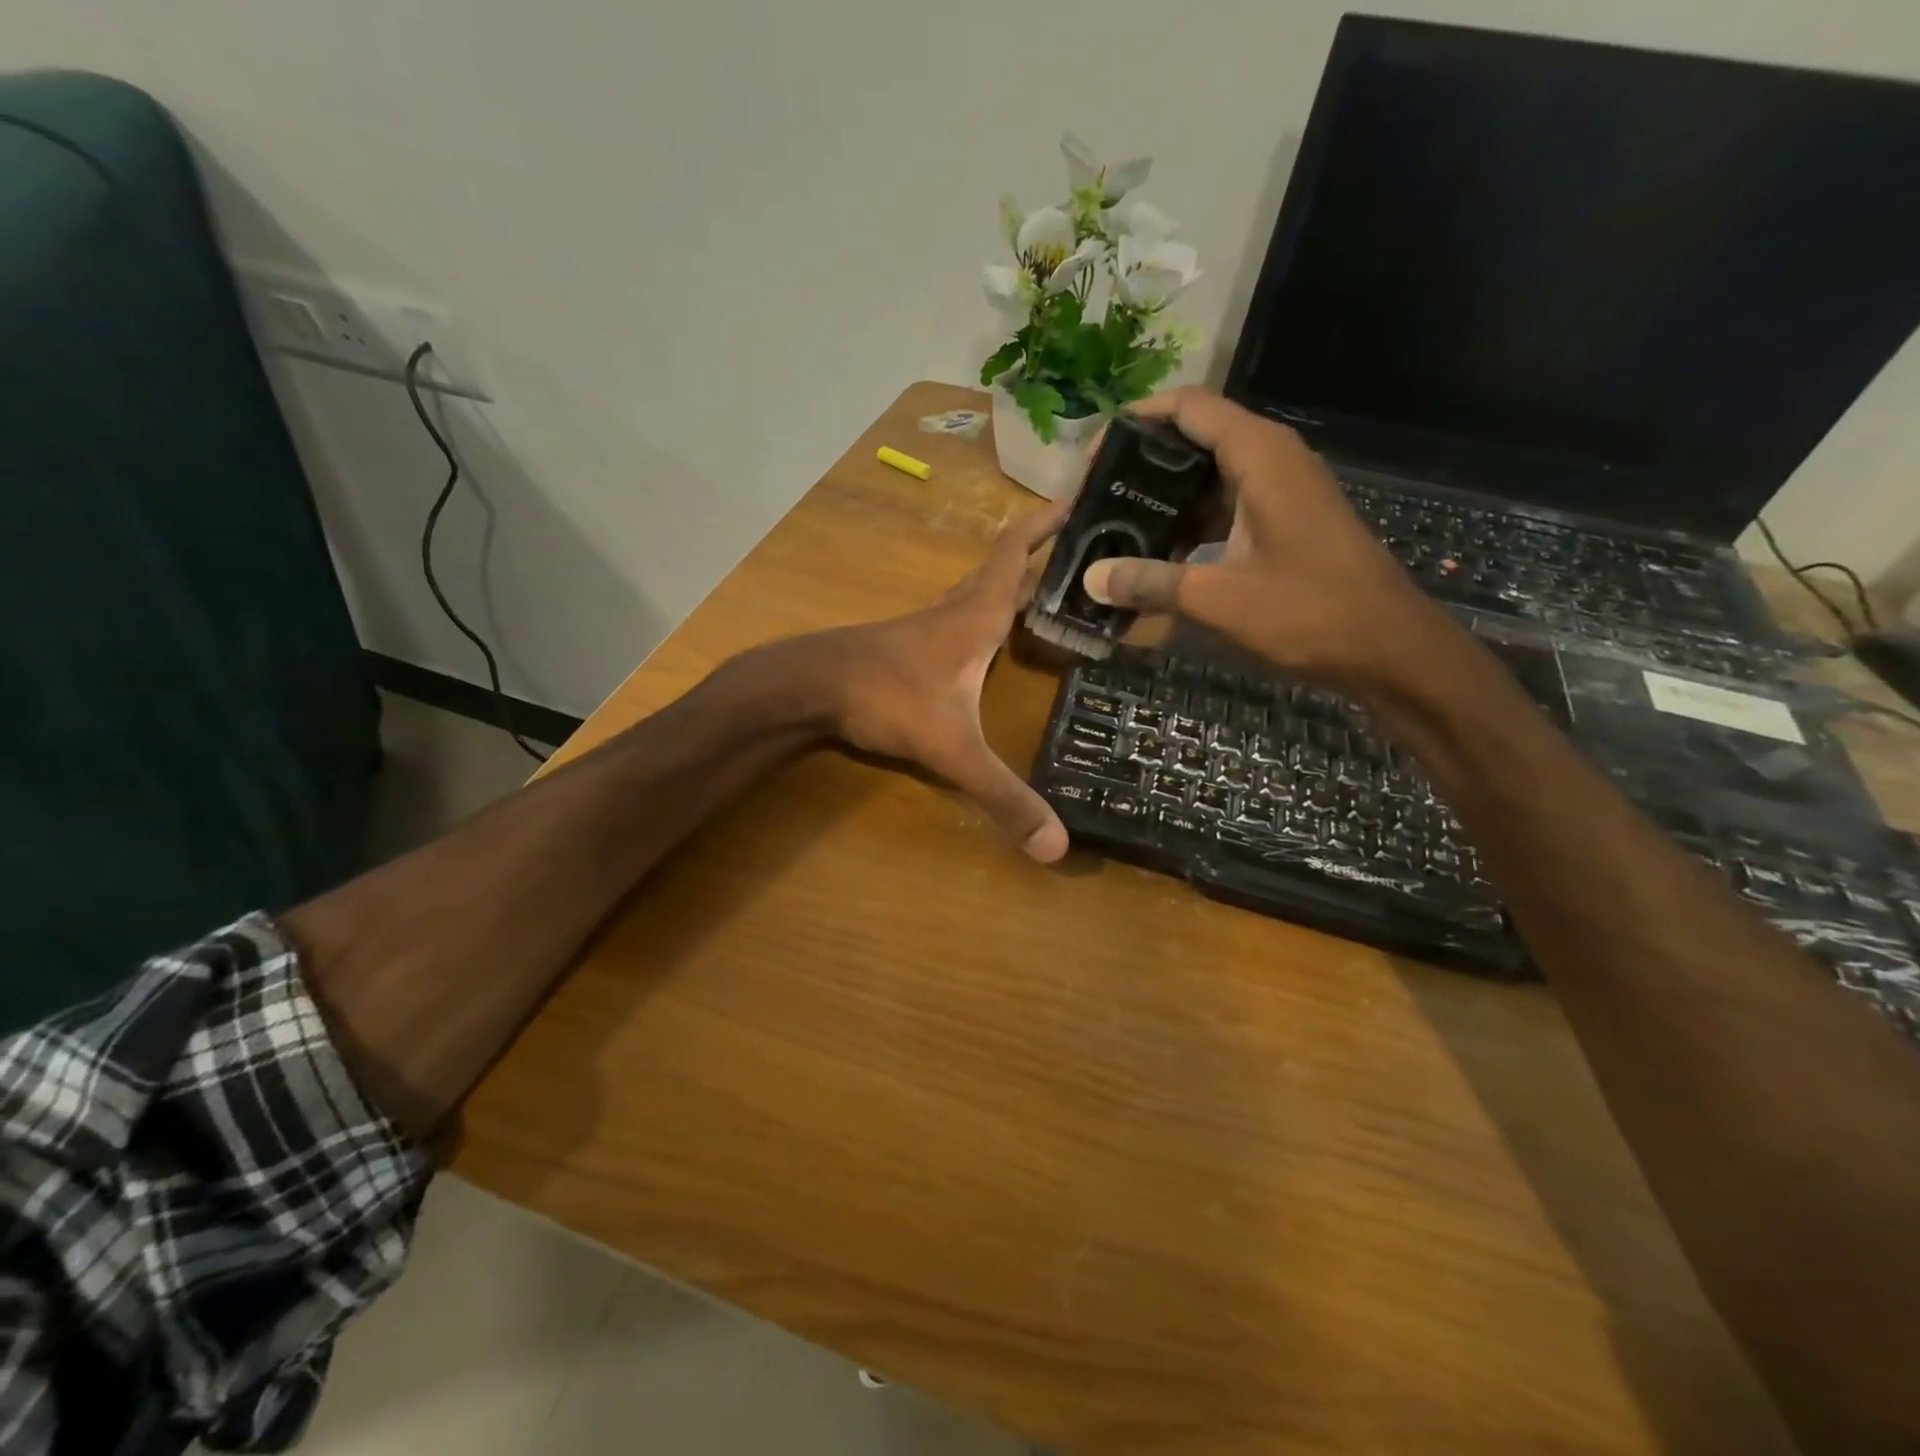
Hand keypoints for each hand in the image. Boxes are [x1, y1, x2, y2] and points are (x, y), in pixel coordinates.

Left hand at [801, 500, 1072, 862]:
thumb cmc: (885, 698)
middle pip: (1001, 569)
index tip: (1078, 495)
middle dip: (1040, 553)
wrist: (808, 686)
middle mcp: (954, 612)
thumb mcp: (952, 749)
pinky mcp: (906, 647)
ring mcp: (926, 627)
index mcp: (976, 617)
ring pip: (977, 593)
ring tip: (1047, 590)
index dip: (1046, 523)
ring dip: (1010, 584)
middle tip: (1080, 548)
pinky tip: (985, 638)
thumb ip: (1003, 795)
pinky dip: (982, 613)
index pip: (1015, 553)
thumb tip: (1057, 848)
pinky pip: (956, 617)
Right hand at [1082, 389, 1453, 690]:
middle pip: (1194, 438)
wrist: (1389, 648)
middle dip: (1142, 465)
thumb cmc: (1311, 613)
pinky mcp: (1285, 522)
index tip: (1093, 456)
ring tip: (1117, 528)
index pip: (1188, 408)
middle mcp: (1272, 460)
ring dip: (1164, 499)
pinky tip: (1159, 558)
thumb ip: (1151, 583)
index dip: (1135, 421)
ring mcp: (1282, 491)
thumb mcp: (1219, 599)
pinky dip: (1190, 524)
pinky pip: (1226, 507)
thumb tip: (1091, 578)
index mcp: (1260, 456)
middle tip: (1097, 499)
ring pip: (1209, 477)